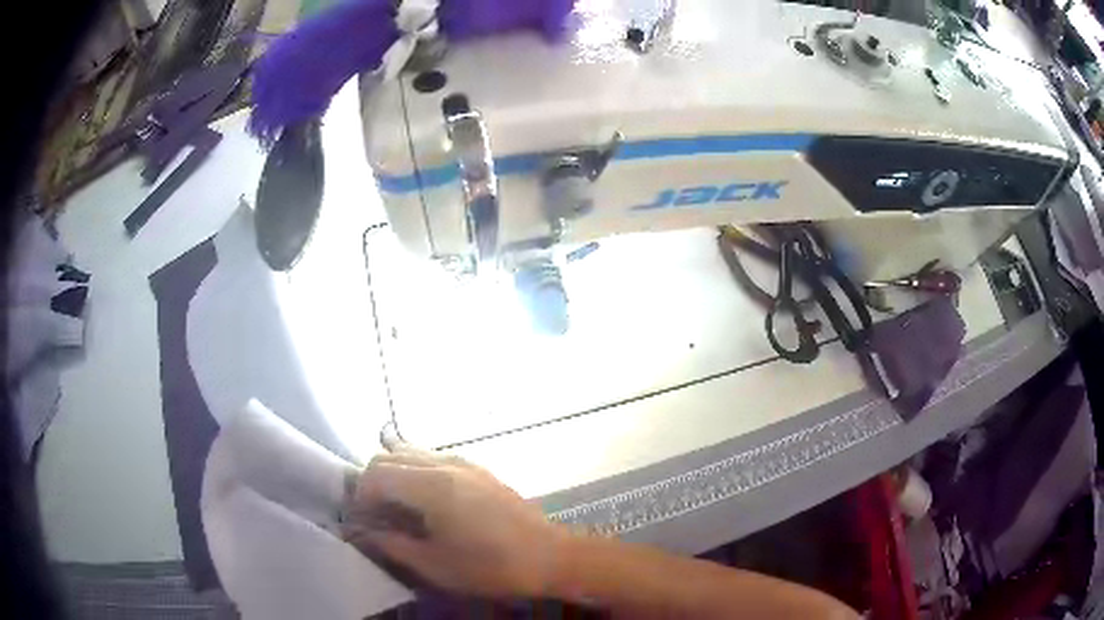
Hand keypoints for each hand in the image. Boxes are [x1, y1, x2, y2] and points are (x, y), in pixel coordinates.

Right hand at [342, 447, 566, 597]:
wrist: (550, 557)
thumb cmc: (491, 567)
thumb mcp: (435, 565)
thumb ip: (392, 544)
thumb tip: (362, 532)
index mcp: (431, 485)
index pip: (376, 472)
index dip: (360, 496)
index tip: (361, 522)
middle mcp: (444, 463)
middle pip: (389, 456)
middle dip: (372, 482)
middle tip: (375, 516)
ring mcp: (464, 462)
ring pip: (411, 452)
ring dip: (394, 473)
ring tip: (396, 508)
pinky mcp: (478, 469)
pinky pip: (434, 458)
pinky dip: (416, 471)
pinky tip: (424, 501)